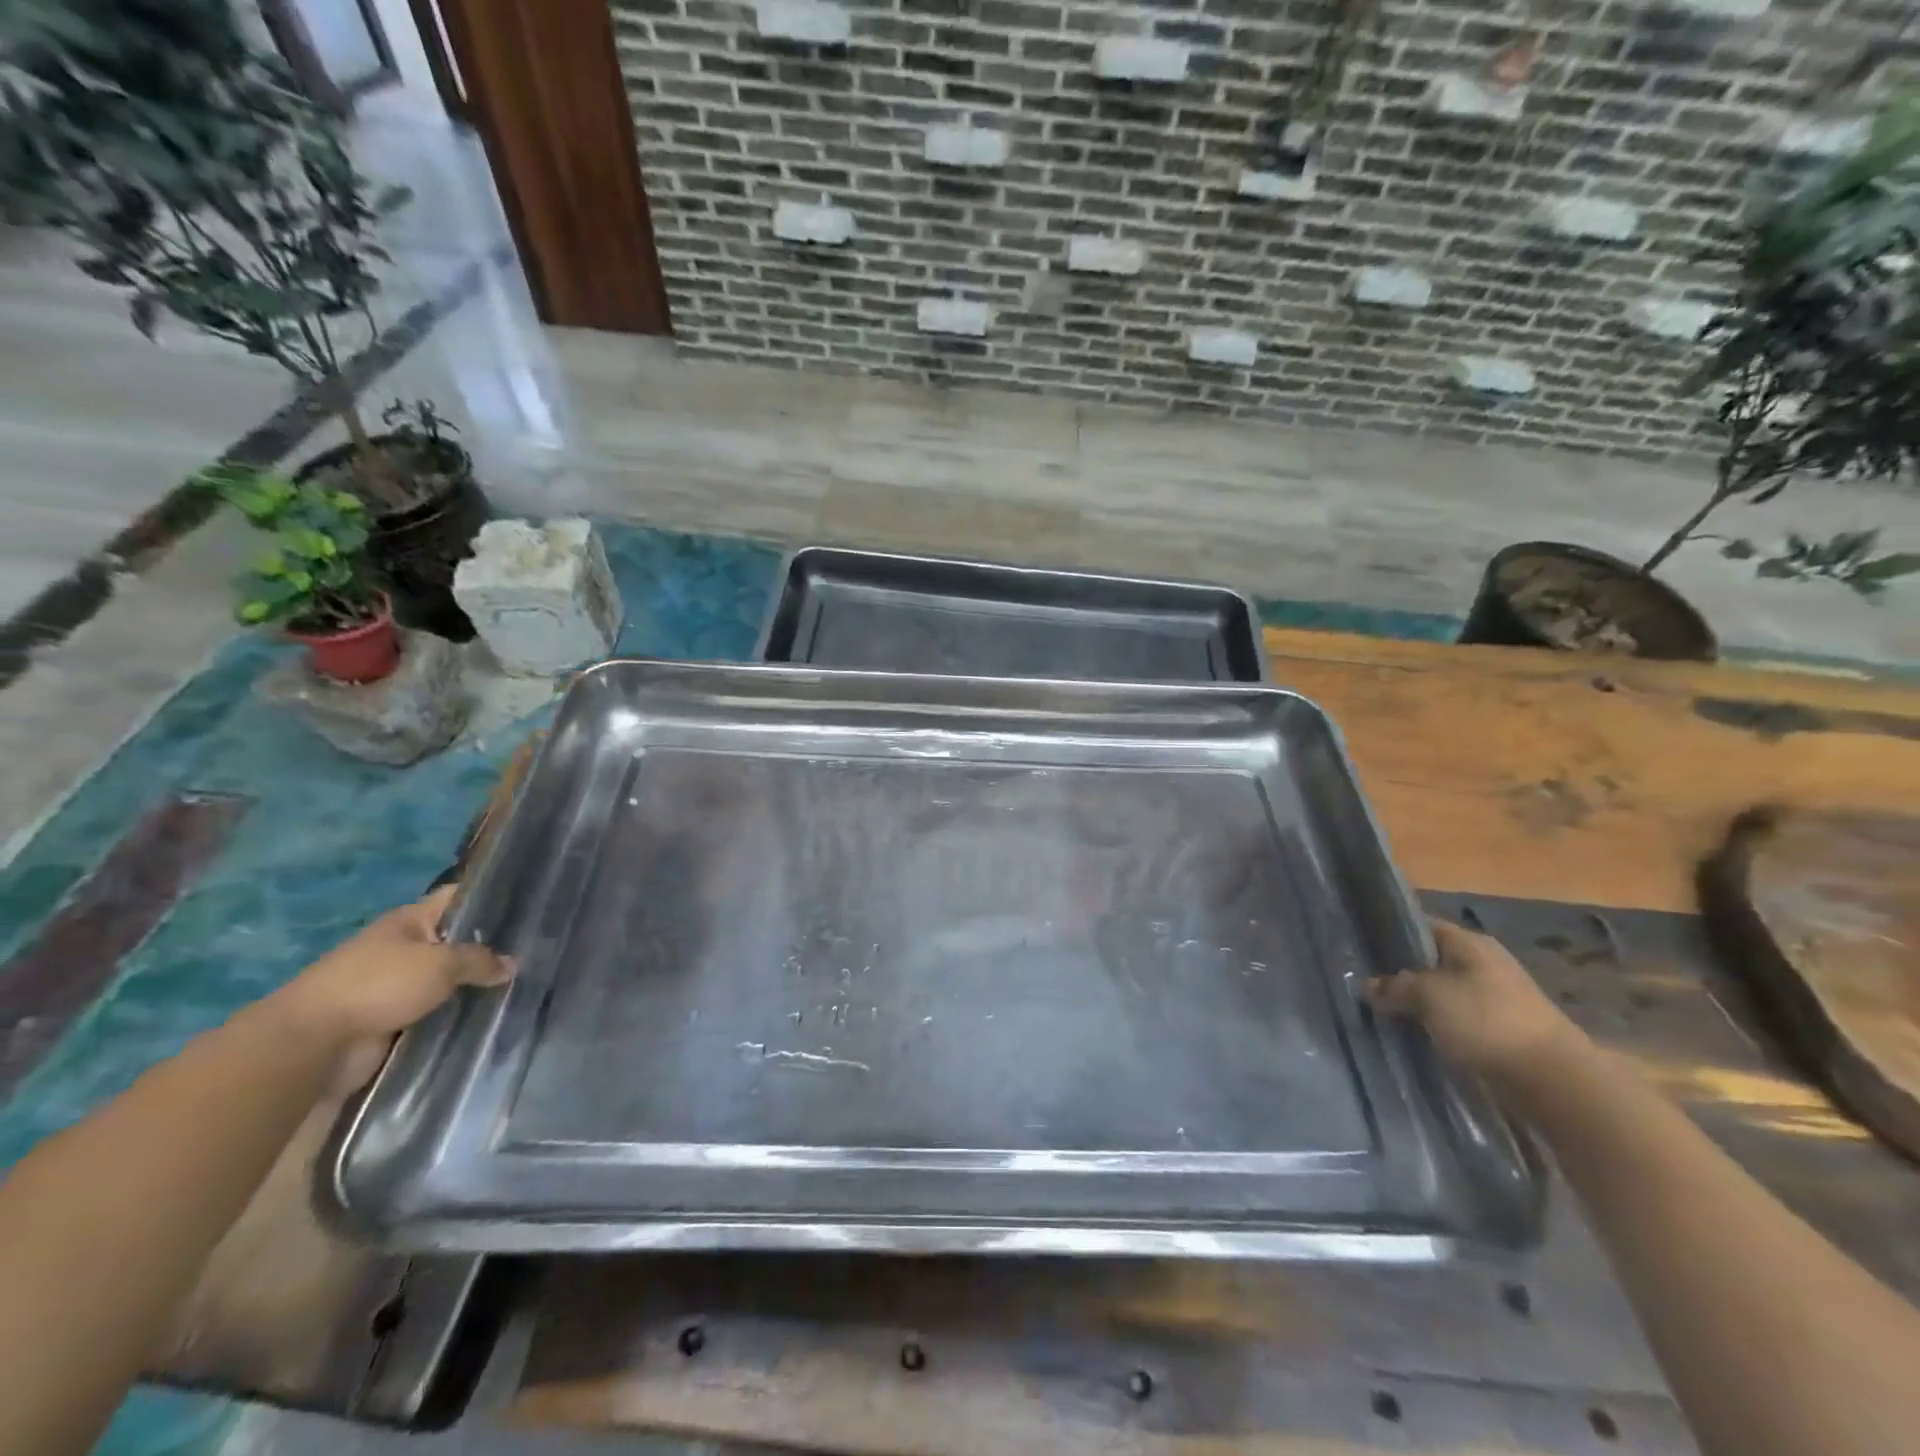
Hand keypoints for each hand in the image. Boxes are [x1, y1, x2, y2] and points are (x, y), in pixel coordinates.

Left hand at [270, 886, 513, 1050]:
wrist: (312, 1044)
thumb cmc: (378, 985)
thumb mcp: (441, 963)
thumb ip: (480, 960)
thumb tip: (512, 964)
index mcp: (409, 921)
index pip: (457, 898)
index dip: (490, 896)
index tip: (528, 903)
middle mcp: (403, 948)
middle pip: (455, 941)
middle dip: (490, 948)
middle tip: (535, 951)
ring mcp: (394, 985)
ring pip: (447, 980)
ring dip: (473, 986)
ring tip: (520, 986)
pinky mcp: (391, 1020)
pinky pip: (434, 1012)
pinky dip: (456, 1014)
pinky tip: (489, 1015)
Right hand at [1367, 918, 1584, 1083]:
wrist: (1552, 1078)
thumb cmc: (1486, 1020)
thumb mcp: (1429, 996)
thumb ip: (1395, 986)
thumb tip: (1368, 985)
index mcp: (1470, 942)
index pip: (1421, 926)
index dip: (1391, 934)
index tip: (1363, 949)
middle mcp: (1485, 962)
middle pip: (1432, 961)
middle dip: (1402, 973)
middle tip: (1367, 986)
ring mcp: (1497, 996)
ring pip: (1444, 992)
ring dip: (1420, 1003)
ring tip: (1385, 1012)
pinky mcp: (1503, 1028)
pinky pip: (1459, 1018)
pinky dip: (1438, 1024)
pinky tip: (1416, 1034)